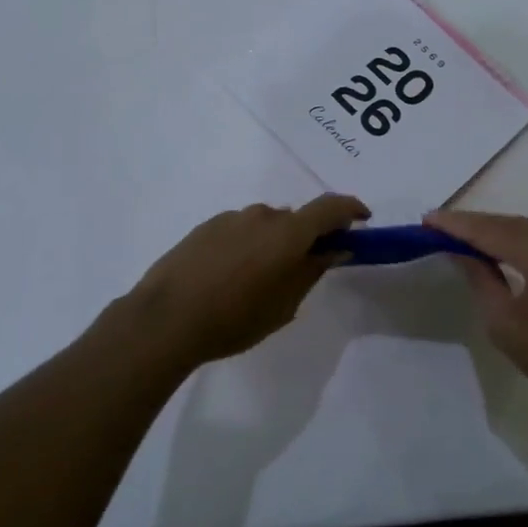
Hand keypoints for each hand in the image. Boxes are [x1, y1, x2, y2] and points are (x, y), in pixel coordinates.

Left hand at [127, 195, 369, 367]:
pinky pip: (239, 231)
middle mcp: (261, 215)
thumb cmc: (235, 318)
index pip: (330, 207)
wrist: (165, 319)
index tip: (362, 220)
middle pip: (295, 219)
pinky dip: (247, 246)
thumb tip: (334, 248)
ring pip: (265, 225)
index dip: (351, 209)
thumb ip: (313, 270)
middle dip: (305, 238)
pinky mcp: (205, 228)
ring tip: (259, 280)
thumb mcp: (284, 304)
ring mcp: (230, 219)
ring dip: (273, 243)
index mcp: (287, 232)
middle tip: (303, 269)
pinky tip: (230, 277)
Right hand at [425, 210, 527, 411]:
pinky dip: (513, 238)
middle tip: (437, 225)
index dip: (456, 224)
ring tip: (459, 233)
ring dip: (492, 230)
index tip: (427, 220)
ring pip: (524, 228)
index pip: (490, 230)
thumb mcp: (505, 323)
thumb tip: (462, 252)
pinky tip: (495, 245)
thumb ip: (481, 279)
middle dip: (472, 223)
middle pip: (508, 223)